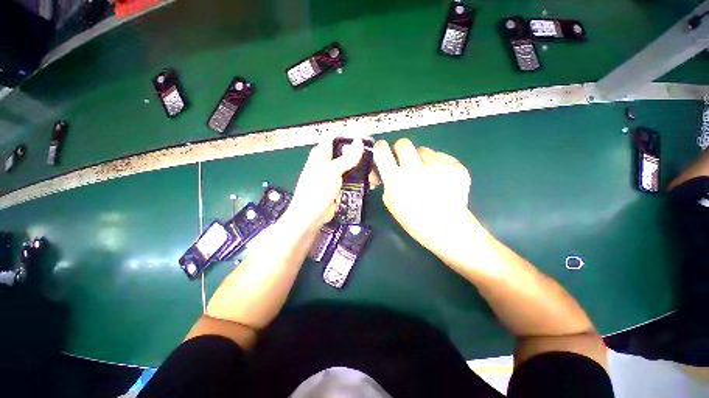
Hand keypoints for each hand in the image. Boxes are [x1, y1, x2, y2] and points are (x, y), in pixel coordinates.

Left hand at [284, 137, 365, 231]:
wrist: (310, 217)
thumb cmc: (316, 191)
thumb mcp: (332, 172)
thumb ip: (347, 158)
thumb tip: (359, 141)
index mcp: (322, 153)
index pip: (337, 136)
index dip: (351, 135)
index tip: (367, 139)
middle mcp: (328, 162)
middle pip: (347, 152)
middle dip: (362, 156)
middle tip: (375, 162)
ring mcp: (334, 175)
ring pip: (352, 166)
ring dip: (364, 170)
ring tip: (374, 177)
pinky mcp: (339, 186)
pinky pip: (352, 179)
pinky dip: (361, 180)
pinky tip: (370, 184)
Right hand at [373, 138, 477, 258]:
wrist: (447, 228)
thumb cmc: (414, 219)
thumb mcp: (390, 202)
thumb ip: (387, 181)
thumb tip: (385, 166)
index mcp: (396, 180)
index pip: (382, 150)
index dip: (381, 148)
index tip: (384, 151)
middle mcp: (415, 169)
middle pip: (403, 142)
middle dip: (402, 150)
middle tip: (406, 162)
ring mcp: (438, 166)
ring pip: (424, 150)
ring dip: (422, 160)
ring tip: (428, 176)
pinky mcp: (455, 166)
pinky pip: (441, 157)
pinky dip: (438, 165)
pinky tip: (442, 181)